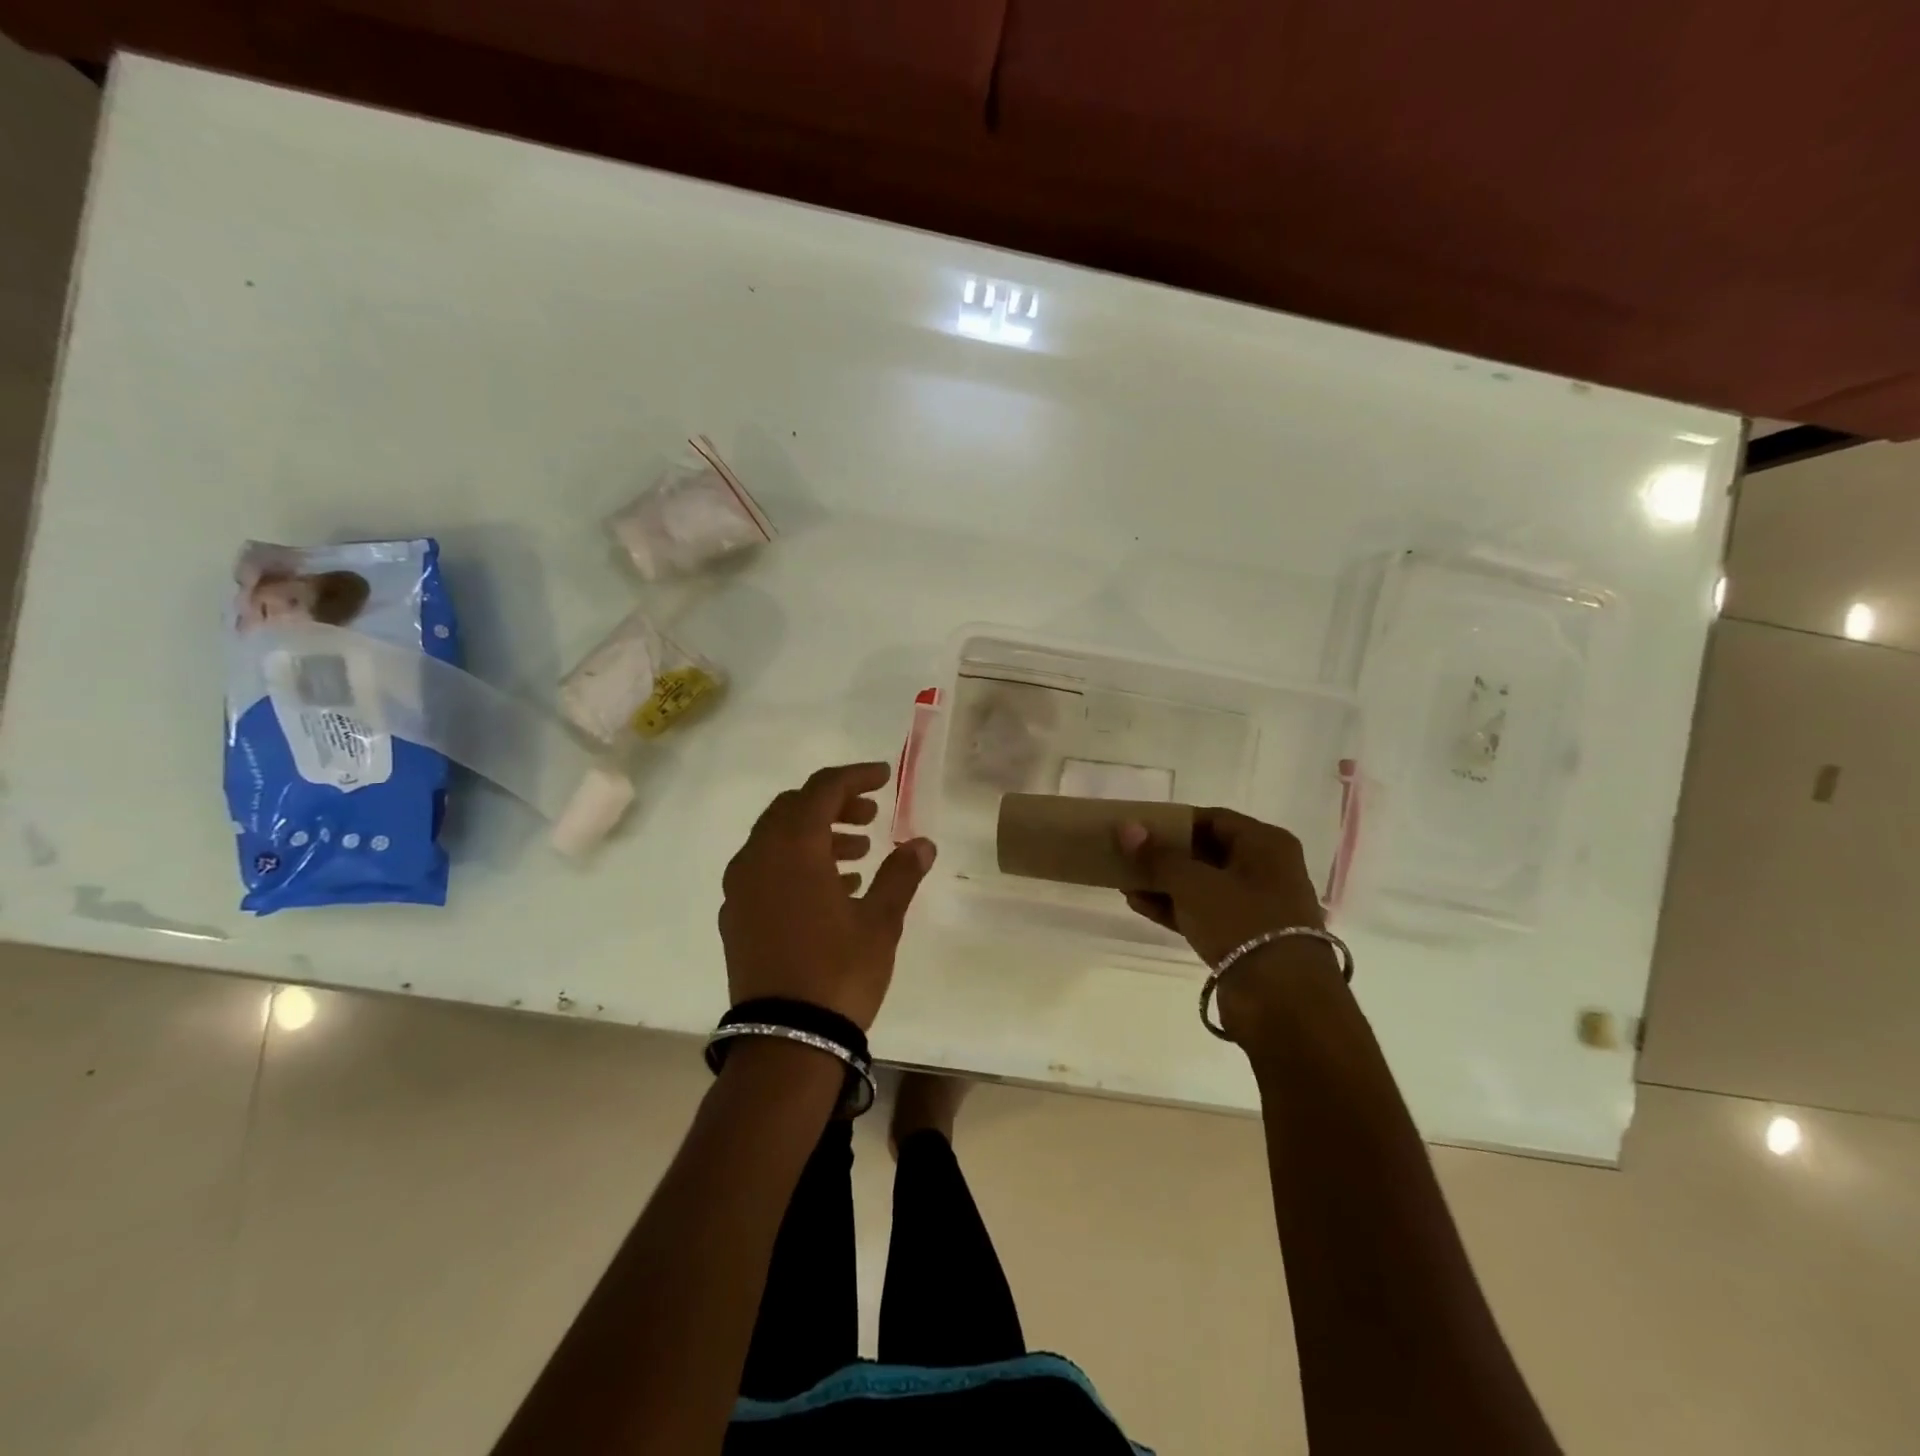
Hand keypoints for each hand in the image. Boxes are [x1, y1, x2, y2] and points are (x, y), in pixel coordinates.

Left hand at [720, 762, 936, 1030]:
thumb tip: (922, 844)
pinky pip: (765, 870)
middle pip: (793, 808)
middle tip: (870, 816)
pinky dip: (796, 864)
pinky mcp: (735, 917)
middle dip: (834, 805)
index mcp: (793, 847)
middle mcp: (758, 857)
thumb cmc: (839, 971)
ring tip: (858, 855)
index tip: (884, 778)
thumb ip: (901, 875)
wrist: (785, 1040)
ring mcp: (740, 888)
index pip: (822, 789)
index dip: (855, 777)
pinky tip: (831, 888)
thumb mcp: (880, 921)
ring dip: (816, 835)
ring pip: (776, 839)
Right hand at [1117, 809, 1333, 1041]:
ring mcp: (1256, 906)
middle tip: (1127, 853)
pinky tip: (1138, 904)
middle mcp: (1266, 869)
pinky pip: (1203, 913)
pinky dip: (1174, 908)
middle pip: (1206, 852)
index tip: (1138, 827)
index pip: (1212, 818)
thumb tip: (1126, 827)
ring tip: (1125, 880)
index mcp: (1266, 844)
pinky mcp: (1244, 939)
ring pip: (1202, 885)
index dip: (1173, 821)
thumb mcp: (1193, 883)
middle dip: (1165, 854)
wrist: (1281, 1000)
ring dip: (1164, 883)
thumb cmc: (1242, 922)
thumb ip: (1157, 855)